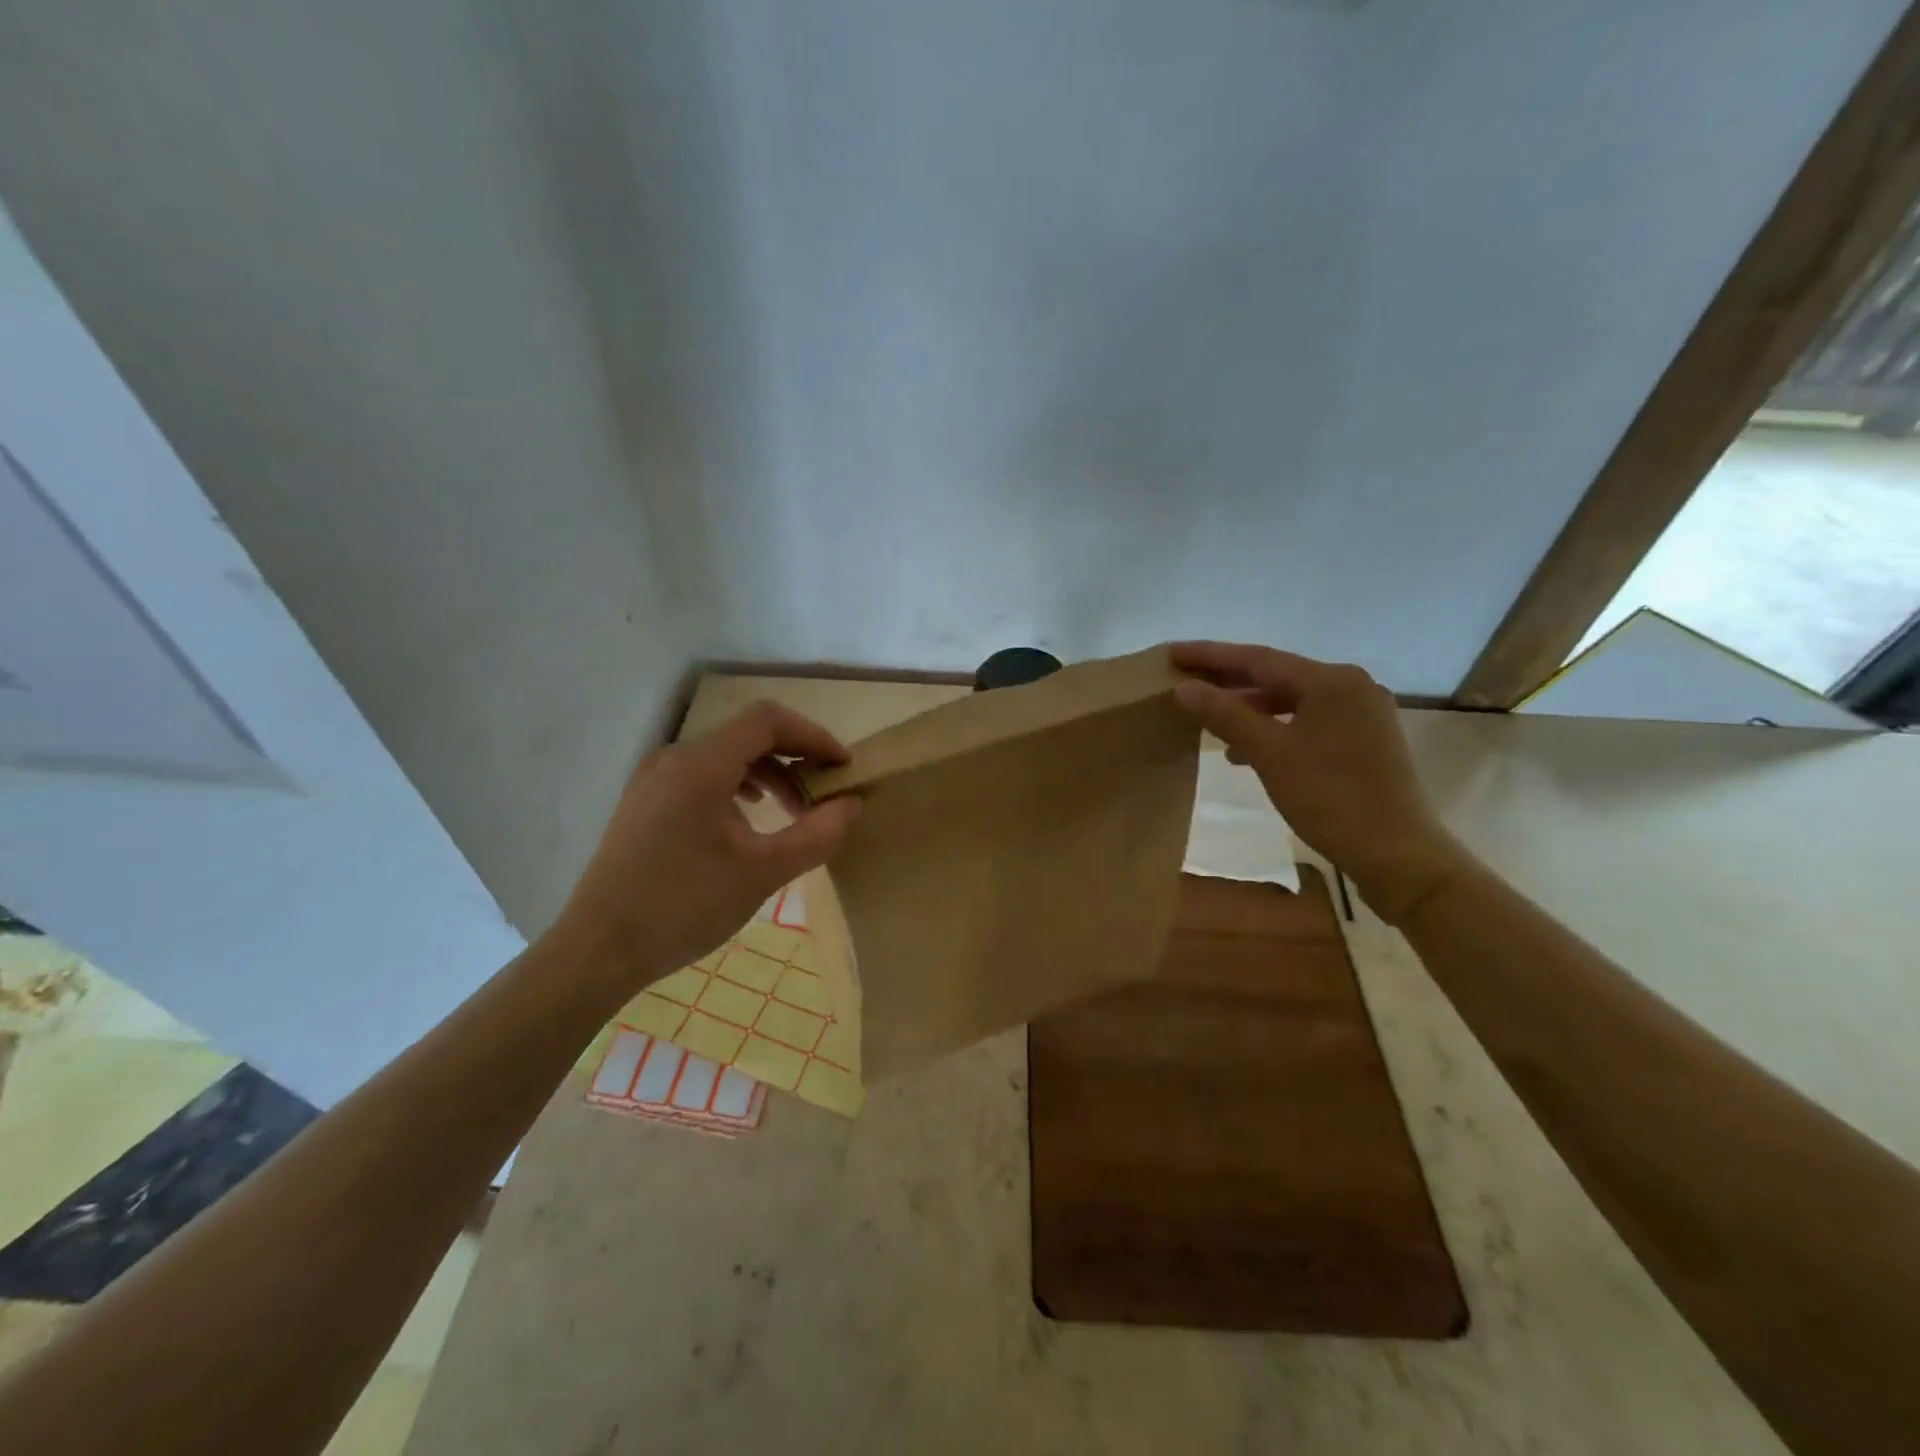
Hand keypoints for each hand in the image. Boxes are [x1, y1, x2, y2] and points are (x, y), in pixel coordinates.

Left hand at [547, 701, 862, 991]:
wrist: (597, 950)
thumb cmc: (684, 906)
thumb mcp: (763, 872)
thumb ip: (816, 834)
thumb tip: (852, 804)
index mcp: (702, 765)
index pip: (768, 720)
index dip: (813, 735)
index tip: (842, 768)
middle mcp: (674, 758)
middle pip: (747, 735)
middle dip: (794, 758)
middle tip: (824, 795)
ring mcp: (653, 779)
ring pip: (724, 756)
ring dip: (768, 775)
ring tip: (792, 813)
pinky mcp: (644, 802)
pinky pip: (701, 776)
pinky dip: (737, 787)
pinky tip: (748, 822)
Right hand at [1171, 641, 1465, 922]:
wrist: (1396, 853)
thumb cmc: (1330, 797)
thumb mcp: (1269, 753)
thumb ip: (1225, 715)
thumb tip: (1184, 688)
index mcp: (1331, 681)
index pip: (1258, 658)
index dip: (1210, 655)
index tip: (1173, 652)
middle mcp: (1351, 686)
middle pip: (1277, 675)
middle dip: (1228, 679)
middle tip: (1184, 678)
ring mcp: (1362, 713)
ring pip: (1292, 700)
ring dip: (1250, 707)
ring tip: (1208, 717)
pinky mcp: (1365, 740)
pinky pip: (1308, 720)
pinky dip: (1275, 727)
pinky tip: (1247, 748)